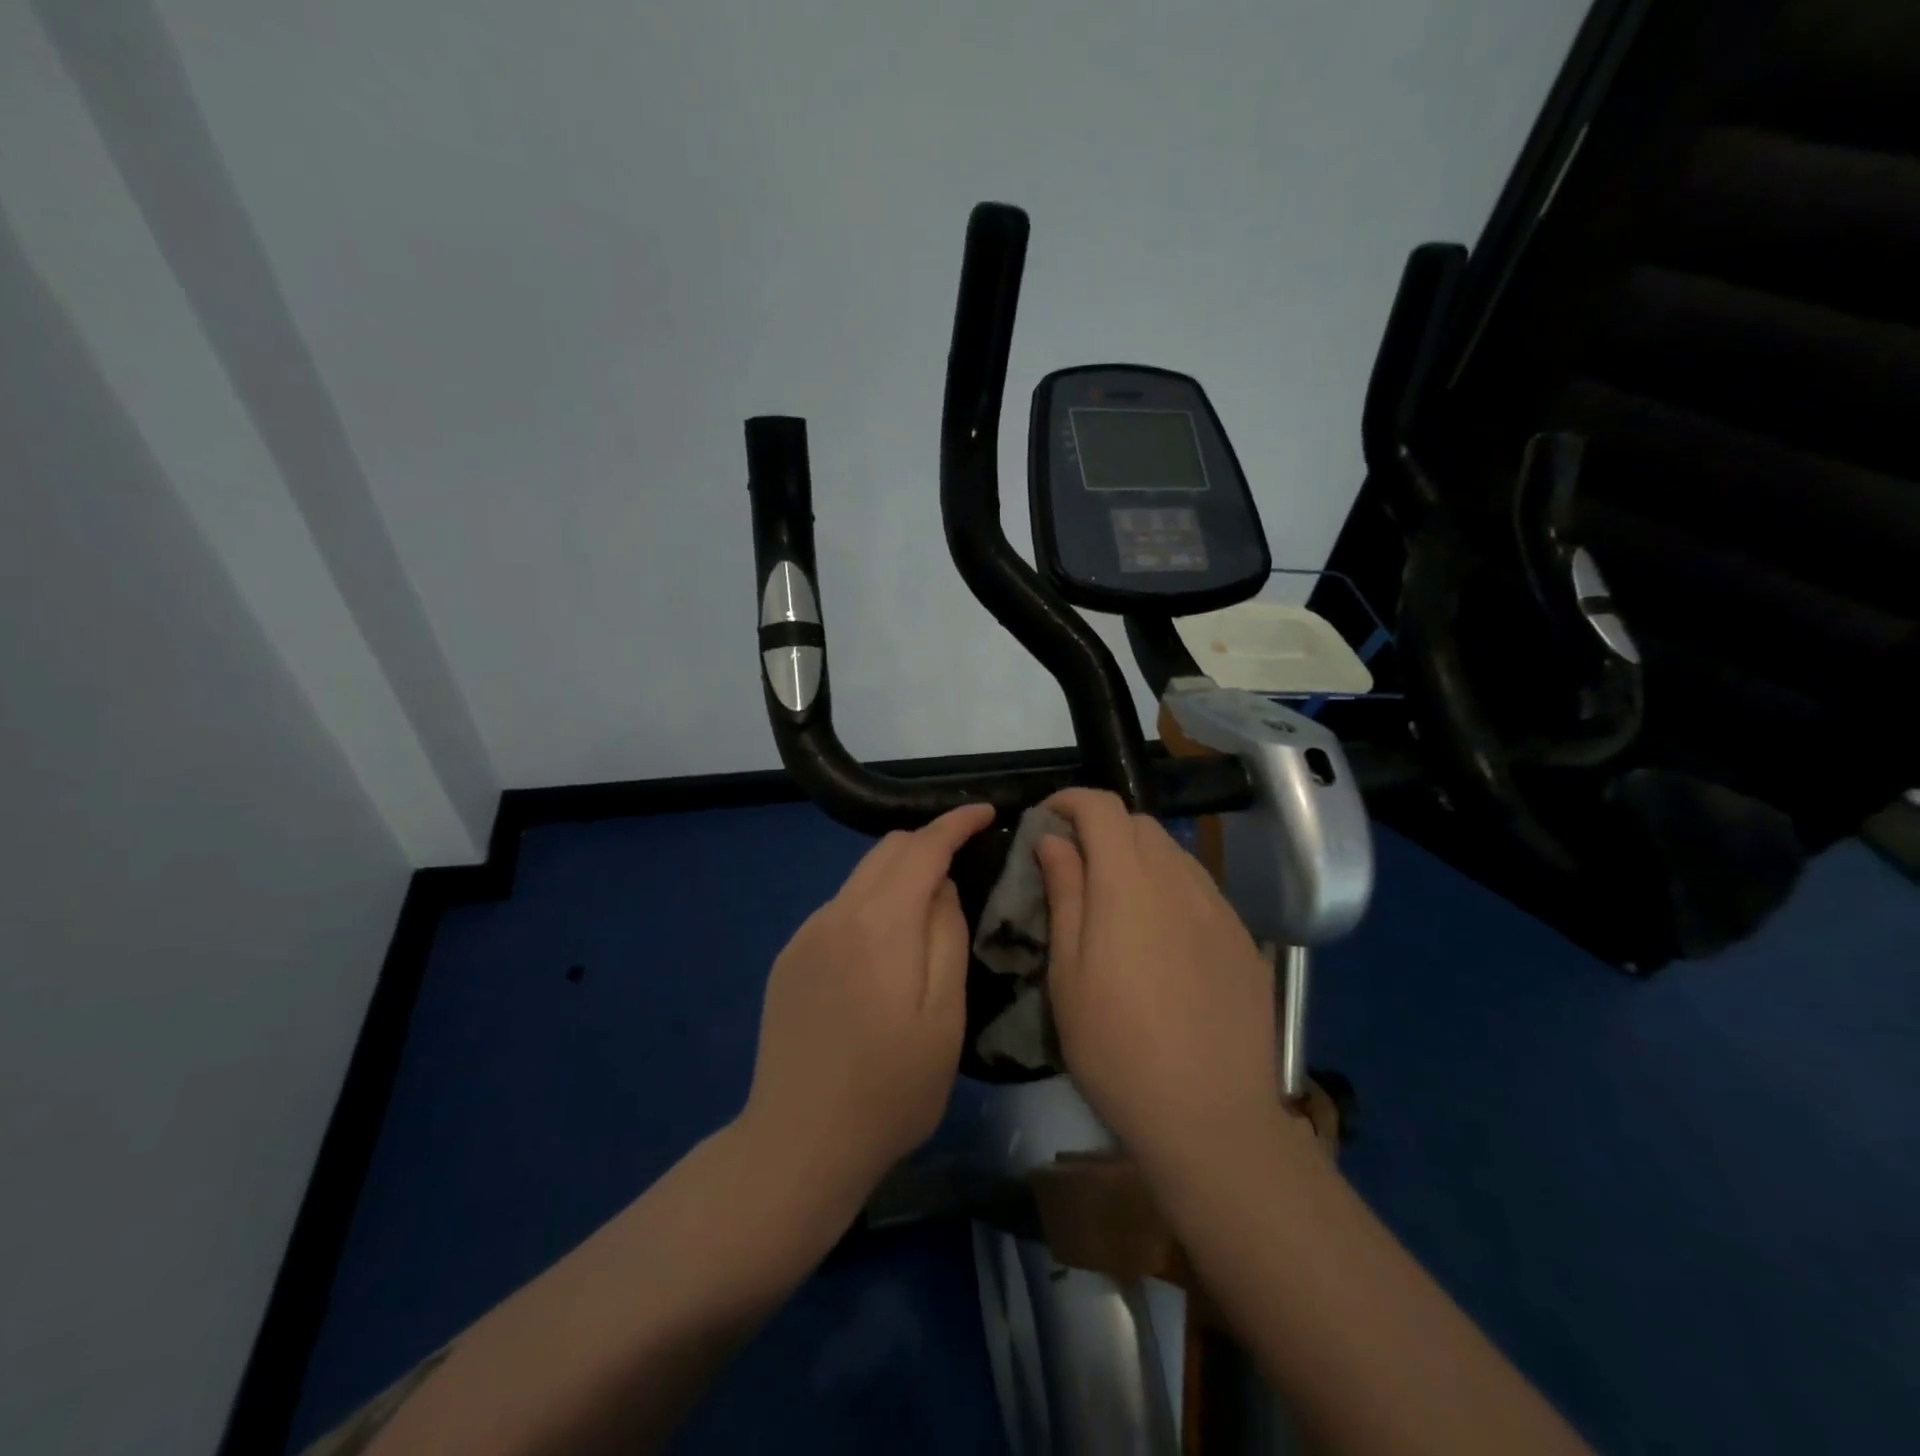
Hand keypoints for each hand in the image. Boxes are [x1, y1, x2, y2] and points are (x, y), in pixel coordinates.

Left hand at [740, 803, 993, 1218]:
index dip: (955, 823)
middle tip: (964, 860)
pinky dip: (870, 905)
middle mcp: (836, 914)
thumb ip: (947, 937)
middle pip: (886, 851)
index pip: (922, 848)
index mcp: (880, 924)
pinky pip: (838, 909)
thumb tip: (942, 886)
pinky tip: (883, 950)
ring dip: (898, 875)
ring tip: (928, 907)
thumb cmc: (890, 1090)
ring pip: (860, 878)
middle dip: (928, 843)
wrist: (799, 1142)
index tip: (985, 812)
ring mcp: (805, 935)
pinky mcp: (788, 959)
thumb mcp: (944, 1018)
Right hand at [1037, 789, 1283, 1181]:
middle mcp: (1180, 879)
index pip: (1102, 806)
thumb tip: (1055, 841)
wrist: (1210, 1116)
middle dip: (1101, 829)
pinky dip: (1170, 890)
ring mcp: (1219, 908)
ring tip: (1117, 905)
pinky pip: (1200, 890)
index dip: (1069, 801)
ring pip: (1173, 854)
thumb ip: (1064, 893)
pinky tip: (1161, 940)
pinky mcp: (1242, 939)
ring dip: (1138, 859)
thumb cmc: (1116, 1046)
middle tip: (1075, 869)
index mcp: (1129, 881)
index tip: (1046, 823)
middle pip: (1139, 824)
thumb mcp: (1067, 972)